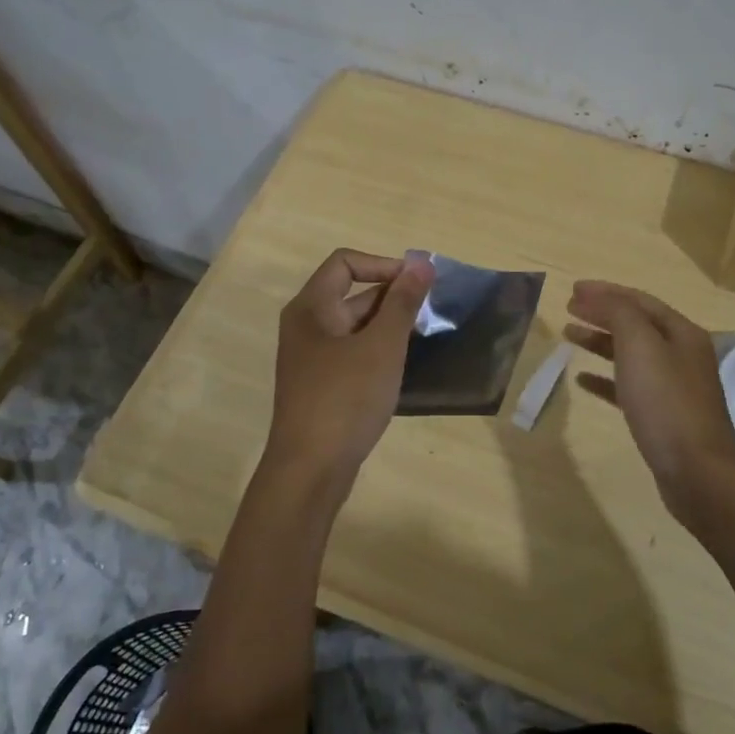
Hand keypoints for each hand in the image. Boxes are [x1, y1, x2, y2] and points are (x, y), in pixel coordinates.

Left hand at [263, 249, 434, 499]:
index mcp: (310, 308)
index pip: (345, 263)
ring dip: (387, 326)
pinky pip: (352, 353)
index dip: (383, 265)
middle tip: (429, 313)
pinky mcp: (320, 385)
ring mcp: (311, 358)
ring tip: (421, 338)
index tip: (417, 284)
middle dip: (391, 297)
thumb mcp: (382, 346)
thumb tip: (421, 263)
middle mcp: (305, 326)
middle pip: (350, 293)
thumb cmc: (346, 399)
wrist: (311, 470)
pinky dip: (376, 351)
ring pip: (354, 326)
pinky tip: (400, 367)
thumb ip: (402, 302)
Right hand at [565, 281, 734, 532]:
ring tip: (569, 336)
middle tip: (568, 309)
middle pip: (635, 325)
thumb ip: (619, 314)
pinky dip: (604, 379)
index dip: (605, 292)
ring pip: (630, 355)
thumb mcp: (641, 346)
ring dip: (599, 342)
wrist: (697, 470)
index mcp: (681, 333)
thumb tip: (599, 296)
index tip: (572, 290)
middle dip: (602, 313)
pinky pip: (628, 387)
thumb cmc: (666, 402)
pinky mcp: (661, 416)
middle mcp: (681, 355)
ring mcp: (673, 387)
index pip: (639, 301)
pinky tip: (582, 380)